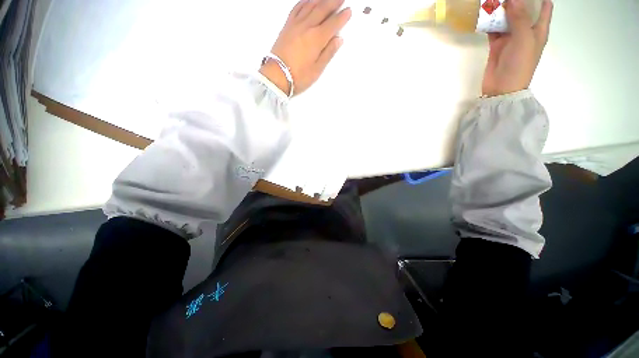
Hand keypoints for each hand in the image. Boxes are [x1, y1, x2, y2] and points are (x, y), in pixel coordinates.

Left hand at [260, 0, 351, 95]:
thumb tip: (338, 40)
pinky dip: (304, 1)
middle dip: (334, 2)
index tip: (349, 11)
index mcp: (317, 39)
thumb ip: (328, 53)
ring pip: (310, 5)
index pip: (333, 24)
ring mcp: (296, 24)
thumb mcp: (317, 69)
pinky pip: (297, 8)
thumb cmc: (298, 76)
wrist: (277, 75)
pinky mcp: (287, 26)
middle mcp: (307, 27)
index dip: (342, 17)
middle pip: (322, 9)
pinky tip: (308, 0)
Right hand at [482, 0, 553, 96]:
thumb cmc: (520, 65)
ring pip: (507, 18)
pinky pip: (494, 30)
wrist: (502, 88)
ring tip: (492, 1)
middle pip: (523, 9)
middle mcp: (526, 31)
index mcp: (538, 29)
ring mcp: (511, 38)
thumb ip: (519, 17)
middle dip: (515, 1)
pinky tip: (484, 16)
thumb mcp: (524, 39)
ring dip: (500, 10)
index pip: (543, 7)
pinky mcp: (497, 45)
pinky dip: (489, 23)